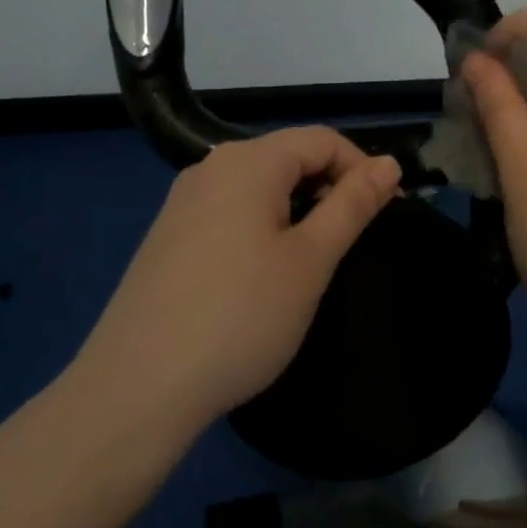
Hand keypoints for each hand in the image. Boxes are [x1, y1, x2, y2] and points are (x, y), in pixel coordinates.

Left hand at [77, 128, 400, 432]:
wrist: (137, 388)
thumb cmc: (241, 317)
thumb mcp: (310, 260)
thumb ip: (352, 204)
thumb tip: (389, 164)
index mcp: (248, 162)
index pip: (322, 139)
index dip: (362, 168)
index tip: (388, 213)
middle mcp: (211, 168)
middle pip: (288, 157)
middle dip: (330, 188)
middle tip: (354, 241)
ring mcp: (183, 202)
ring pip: (259, 186)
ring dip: (298, 209)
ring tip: (314, 259)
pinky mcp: (168, 236)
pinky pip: (230, 211)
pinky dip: (262, 226)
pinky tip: (263, 274)